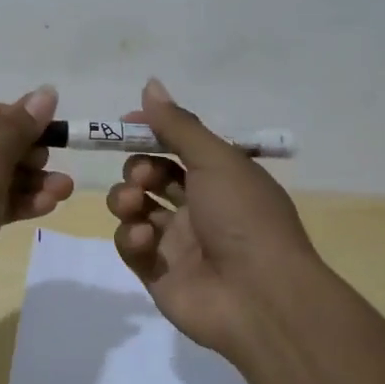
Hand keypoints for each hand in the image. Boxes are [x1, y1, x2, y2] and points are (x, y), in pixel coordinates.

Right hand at [106, 78, 321, 360]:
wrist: (260, 298)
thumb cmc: (243, 216)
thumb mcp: (216, 159)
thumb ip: (178, 124)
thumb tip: (150, 85)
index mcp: (221, 178)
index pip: (178, 146)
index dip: (152, 133)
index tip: (124, 124)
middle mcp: (199, 207)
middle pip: (152, 176)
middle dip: (138, 167)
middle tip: (142, 174)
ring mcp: (177, 242)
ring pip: (135, 208)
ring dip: (126, 198)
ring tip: (133, 203)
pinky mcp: (157, 273)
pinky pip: (132, 245)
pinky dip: (132, 236)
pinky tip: (144, 238)